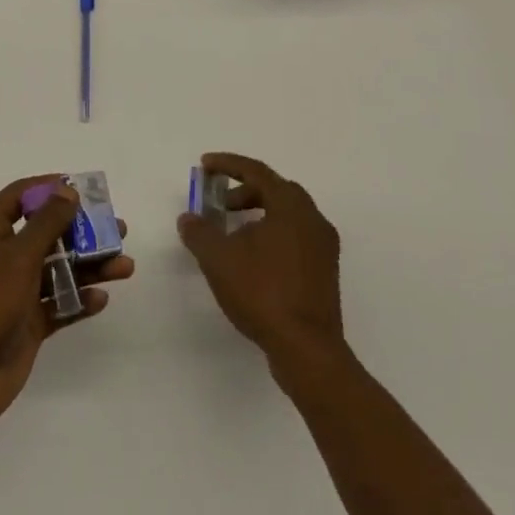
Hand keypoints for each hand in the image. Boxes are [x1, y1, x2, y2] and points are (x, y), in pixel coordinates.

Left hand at [0, 174, 133, 434]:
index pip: (19, 197)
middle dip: (82, 231)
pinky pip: (59, 305)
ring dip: (90, 266)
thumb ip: (46, 224)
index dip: (48, 188)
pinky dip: (79, 300)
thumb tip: (68, 191)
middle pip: (48, 234)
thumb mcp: (16, 257)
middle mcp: (4, 258)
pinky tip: (101, 299)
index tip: (82, 189)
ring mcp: (17, 293)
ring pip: (59, 270)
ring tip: (125, 266)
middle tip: (118, 230)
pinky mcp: (28, 325)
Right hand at [178, 152, 343, 365]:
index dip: (228, 164)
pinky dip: (271, 234)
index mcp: (291, 206)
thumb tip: (188, 218)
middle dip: (243, 191)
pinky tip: (251, 259)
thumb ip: (199, 232)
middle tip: (217, 203)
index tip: (204, 165)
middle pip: (275, 190)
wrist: (307, 350)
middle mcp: (313, 219)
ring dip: (257, 214)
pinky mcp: (325, 272)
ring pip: (287, 215)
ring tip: (230, 234)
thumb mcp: (219, 259)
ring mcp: (323, 247)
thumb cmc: (263, 293)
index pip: (257, 172)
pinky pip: (295, 237)